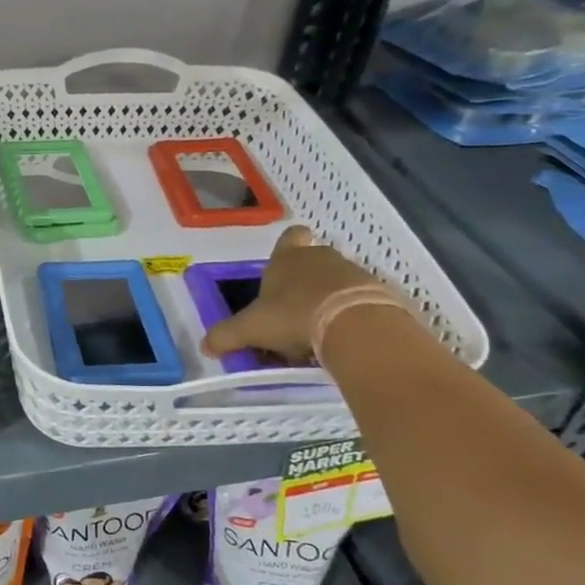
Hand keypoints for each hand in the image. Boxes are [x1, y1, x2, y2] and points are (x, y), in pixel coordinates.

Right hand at [199, 226, 387, 364]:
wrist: (354, 323)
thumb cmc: (293, 315)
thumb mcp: (251, 328)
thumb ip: (226, 336)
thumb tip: (204, 347)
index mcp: (288, 258)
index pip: (290, 237)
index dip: (288, 247)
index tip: (284, 267)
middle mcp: (321, 257)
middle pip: (314, 260)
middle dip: (306, 282)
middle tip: (294, 312)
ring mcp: (354, 272)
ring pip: (338, 281)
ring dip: (329, 299)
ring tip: (319, 331)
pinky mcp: (379, 293)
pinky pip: (361, 300)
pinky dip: (353, 314)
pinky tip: (344, 338)